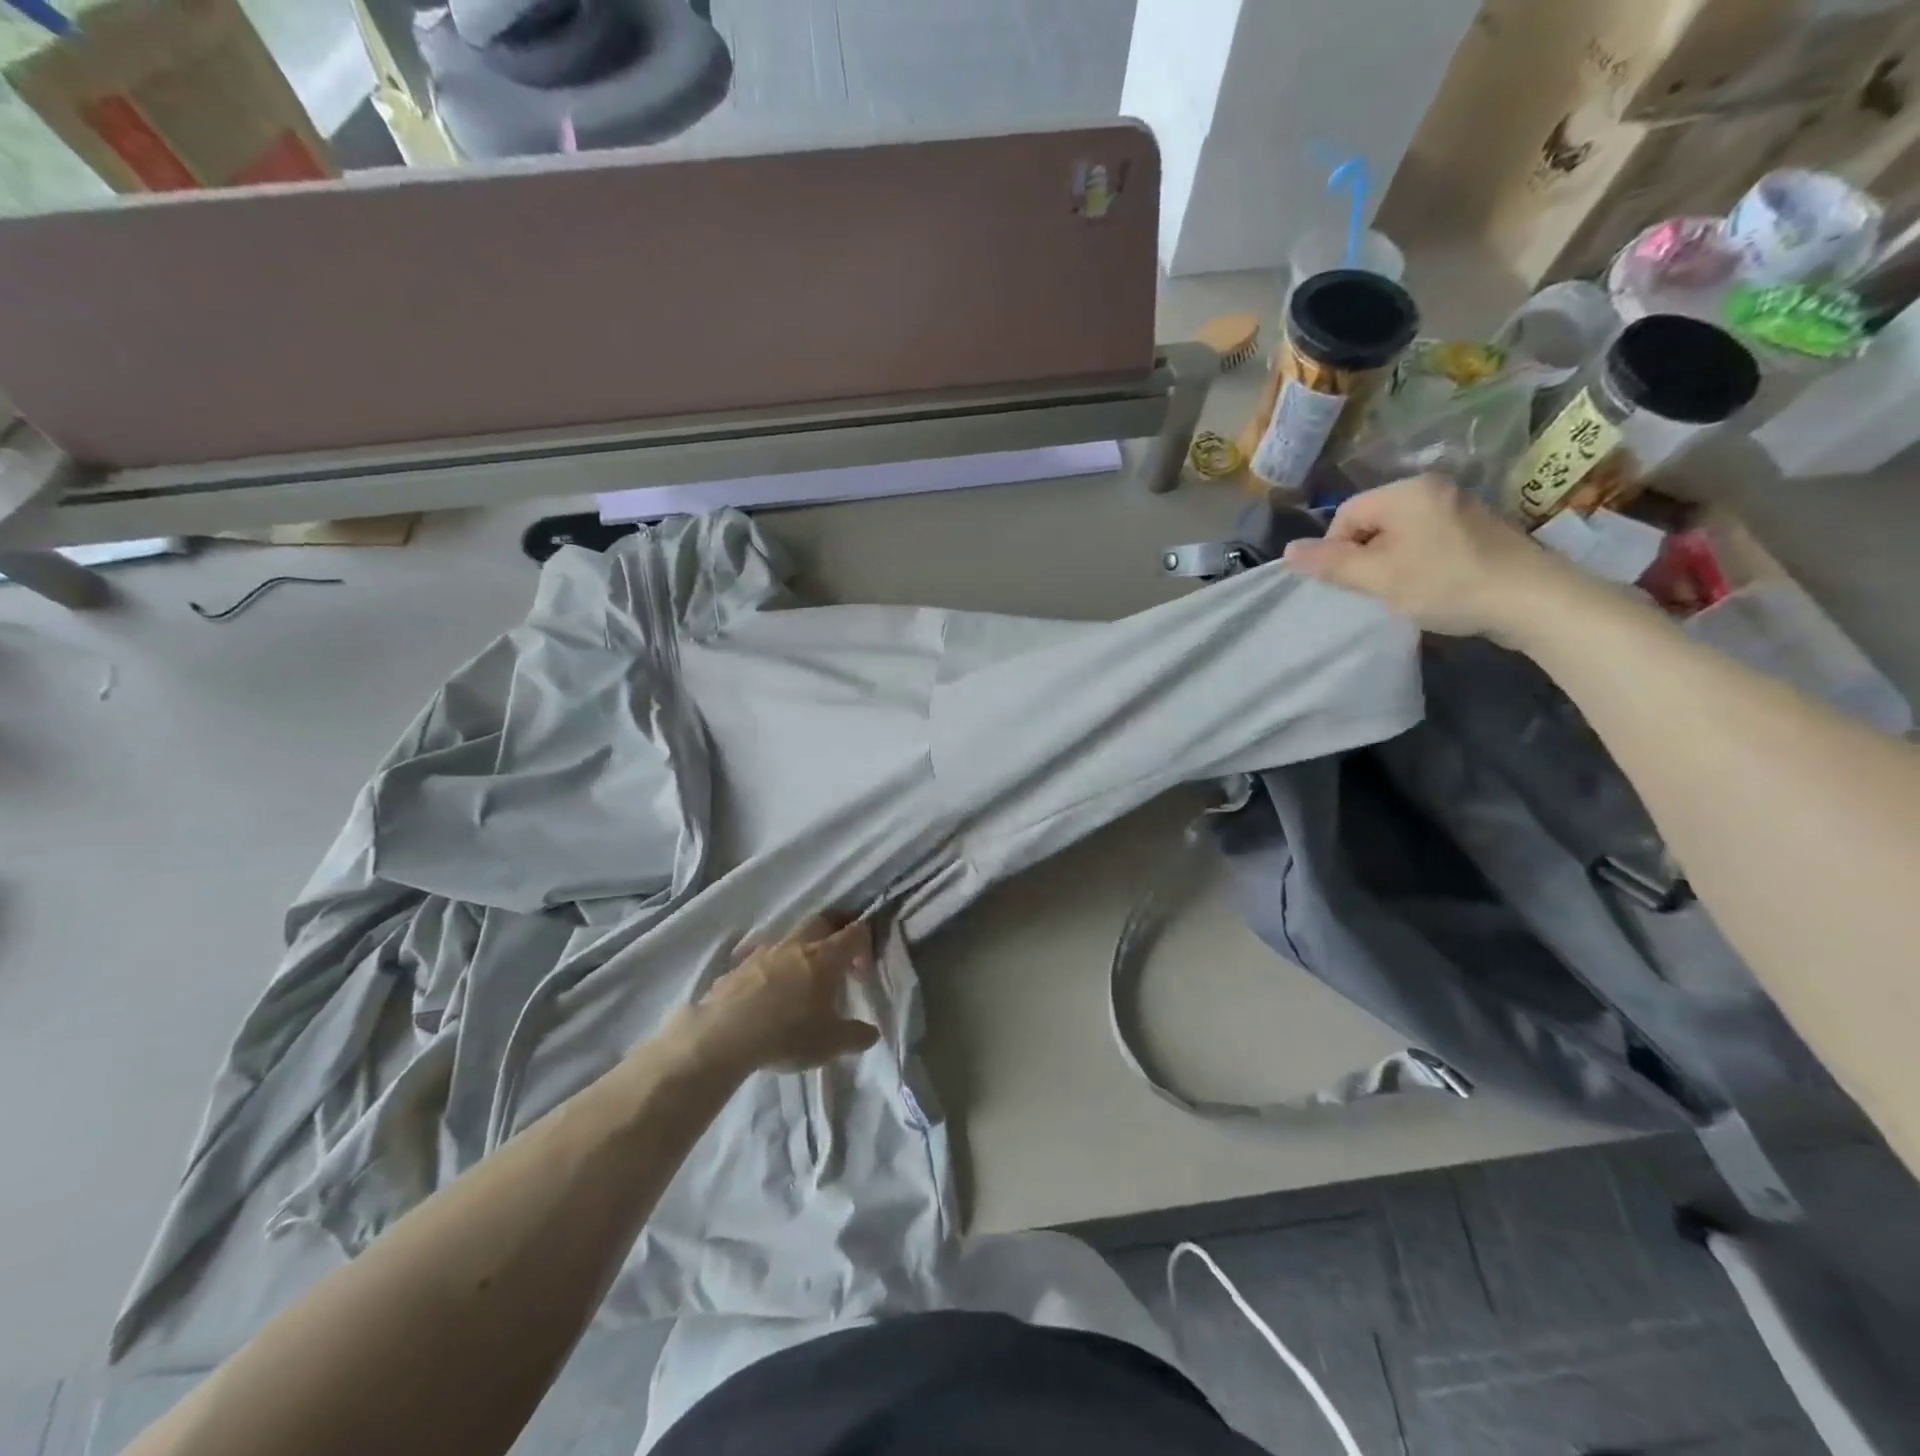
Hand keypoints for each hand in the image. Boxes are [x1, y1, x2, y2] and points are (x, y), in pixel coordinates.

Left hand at [676, 915, 880, 1074]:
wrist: (725, 1035)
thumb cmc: (788, 1034)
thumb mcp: (830, 1044)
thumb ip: (856, 1036)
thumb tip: (871, 1033)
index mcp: (825, 957)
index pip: (854, 933)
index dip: (864, 946)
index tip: (862, 973)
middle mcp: (797, 945)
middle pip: (822, 921)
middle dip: (834, 932)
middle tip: (837, 959)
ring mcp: (765, 952)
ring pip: (789, 937)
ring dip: (800, 949)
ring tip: (800, 979)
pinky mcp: (738, 965)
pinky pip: (760, 957)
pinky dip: (770, 967)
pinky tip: (766, 991)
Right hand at [1281, 474, 1581, 638]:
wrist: (1532, 600)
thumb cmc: (1446, 584)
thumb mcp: (1379, 578)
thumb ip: (1332, 564)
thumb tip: (1288, 551)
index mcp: (1406, 492)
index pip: (1346, 514)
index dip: (1337, 550)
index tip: (1351, 582)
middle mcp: (1432, 488)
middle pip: (1372, 521)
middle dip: (1364, 555)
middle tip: (1375, 588)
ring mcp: (1459, 506)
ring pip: (1399, 532)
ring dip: (1389, 561)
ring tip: (1402, 590)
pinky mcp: (1477, 527)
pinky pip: (1426, 537)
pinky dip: (1417, 560)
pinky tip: (1430, 584)